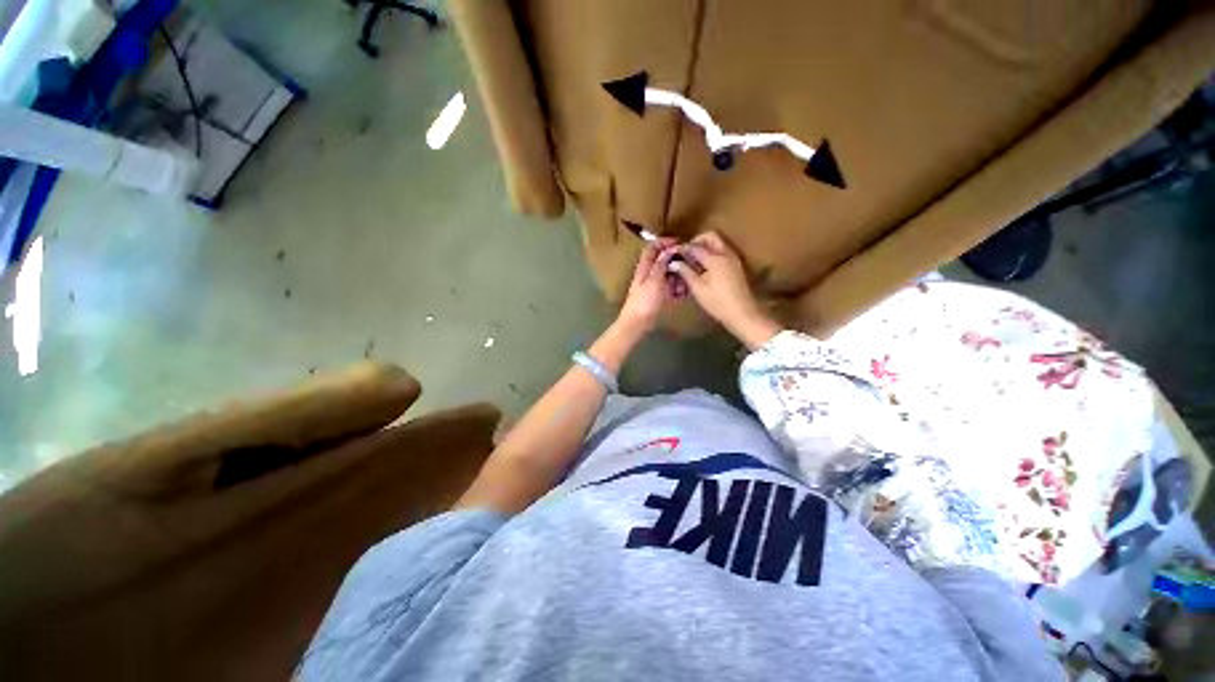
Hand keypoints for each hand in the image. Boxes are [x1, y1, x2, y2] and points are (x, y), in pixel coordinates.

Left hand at [617, 240, 680, 334]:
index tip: (680, 243)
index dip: (665, 242)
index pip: (653, 247)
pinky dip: (678, 290)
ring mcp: (655, 285)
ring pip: (670, 275)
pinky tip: (682, 295)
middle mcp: (650, 273)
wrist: (637, 324)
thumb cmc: (644, 301)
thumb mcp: (654, 280)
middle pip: (664, 261)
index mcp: (645, 267)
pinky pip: (671, 288)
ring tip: (684, 286)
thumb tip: (669, 249)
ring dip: (679, 278)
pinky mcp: (659, 296)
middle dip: (677, 263)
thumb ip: (661, 264)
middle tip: (689, 266)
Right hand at [671, 231, 781, 349]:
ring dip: (704, 247)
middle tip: (685, 254)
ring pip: (717, 243)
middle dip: (696, 241)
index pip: (695, 246)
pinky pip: (722, 251)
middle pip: (710, 236)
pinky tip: (704, 268)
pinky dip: (712, 254)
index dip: (683, 248)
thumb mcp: (698, 289)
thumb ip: (686, 272)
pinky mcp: (736, 265)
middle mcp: (725, 253)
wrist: (743, 313)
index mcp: (715, 258)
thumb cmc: (718, 303)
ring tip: (693, 261)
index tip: (673, 253)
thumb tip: (674, 262)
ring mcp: (733, 259)